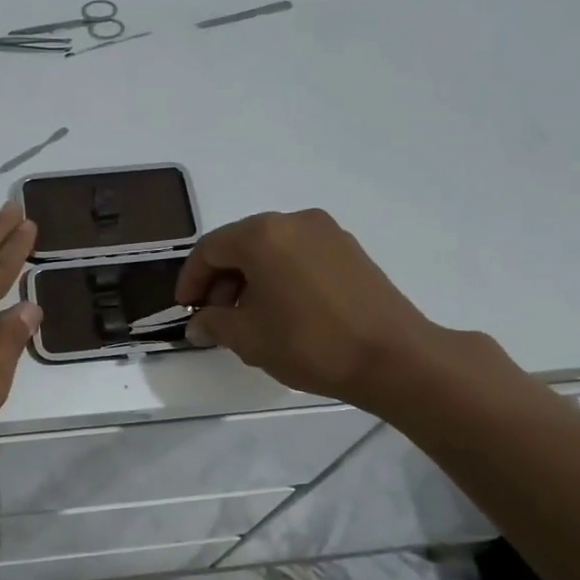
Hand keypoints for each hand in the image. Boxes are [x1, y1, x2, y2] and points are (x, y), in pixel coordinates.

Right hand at [175, 208, 449, 410]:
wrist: (393, 357)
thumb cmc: (309, 343)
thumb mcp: (248, 338)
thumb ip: (213, 324)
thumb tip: (198, 324)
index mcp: (262, 234)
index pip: (209, 249)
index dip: (191, 281)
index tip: (186, 311)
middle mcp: (294, 221)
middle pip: (241, 244)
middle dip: (221, 280)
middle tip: (216, 318)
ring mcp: (327, 233)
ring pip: (271, 249)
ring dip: (250, 279)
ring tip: (249, 319)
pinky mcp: (349, 250)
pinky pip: (299, 255)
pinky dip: (280, 276)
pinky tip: (283, 311)